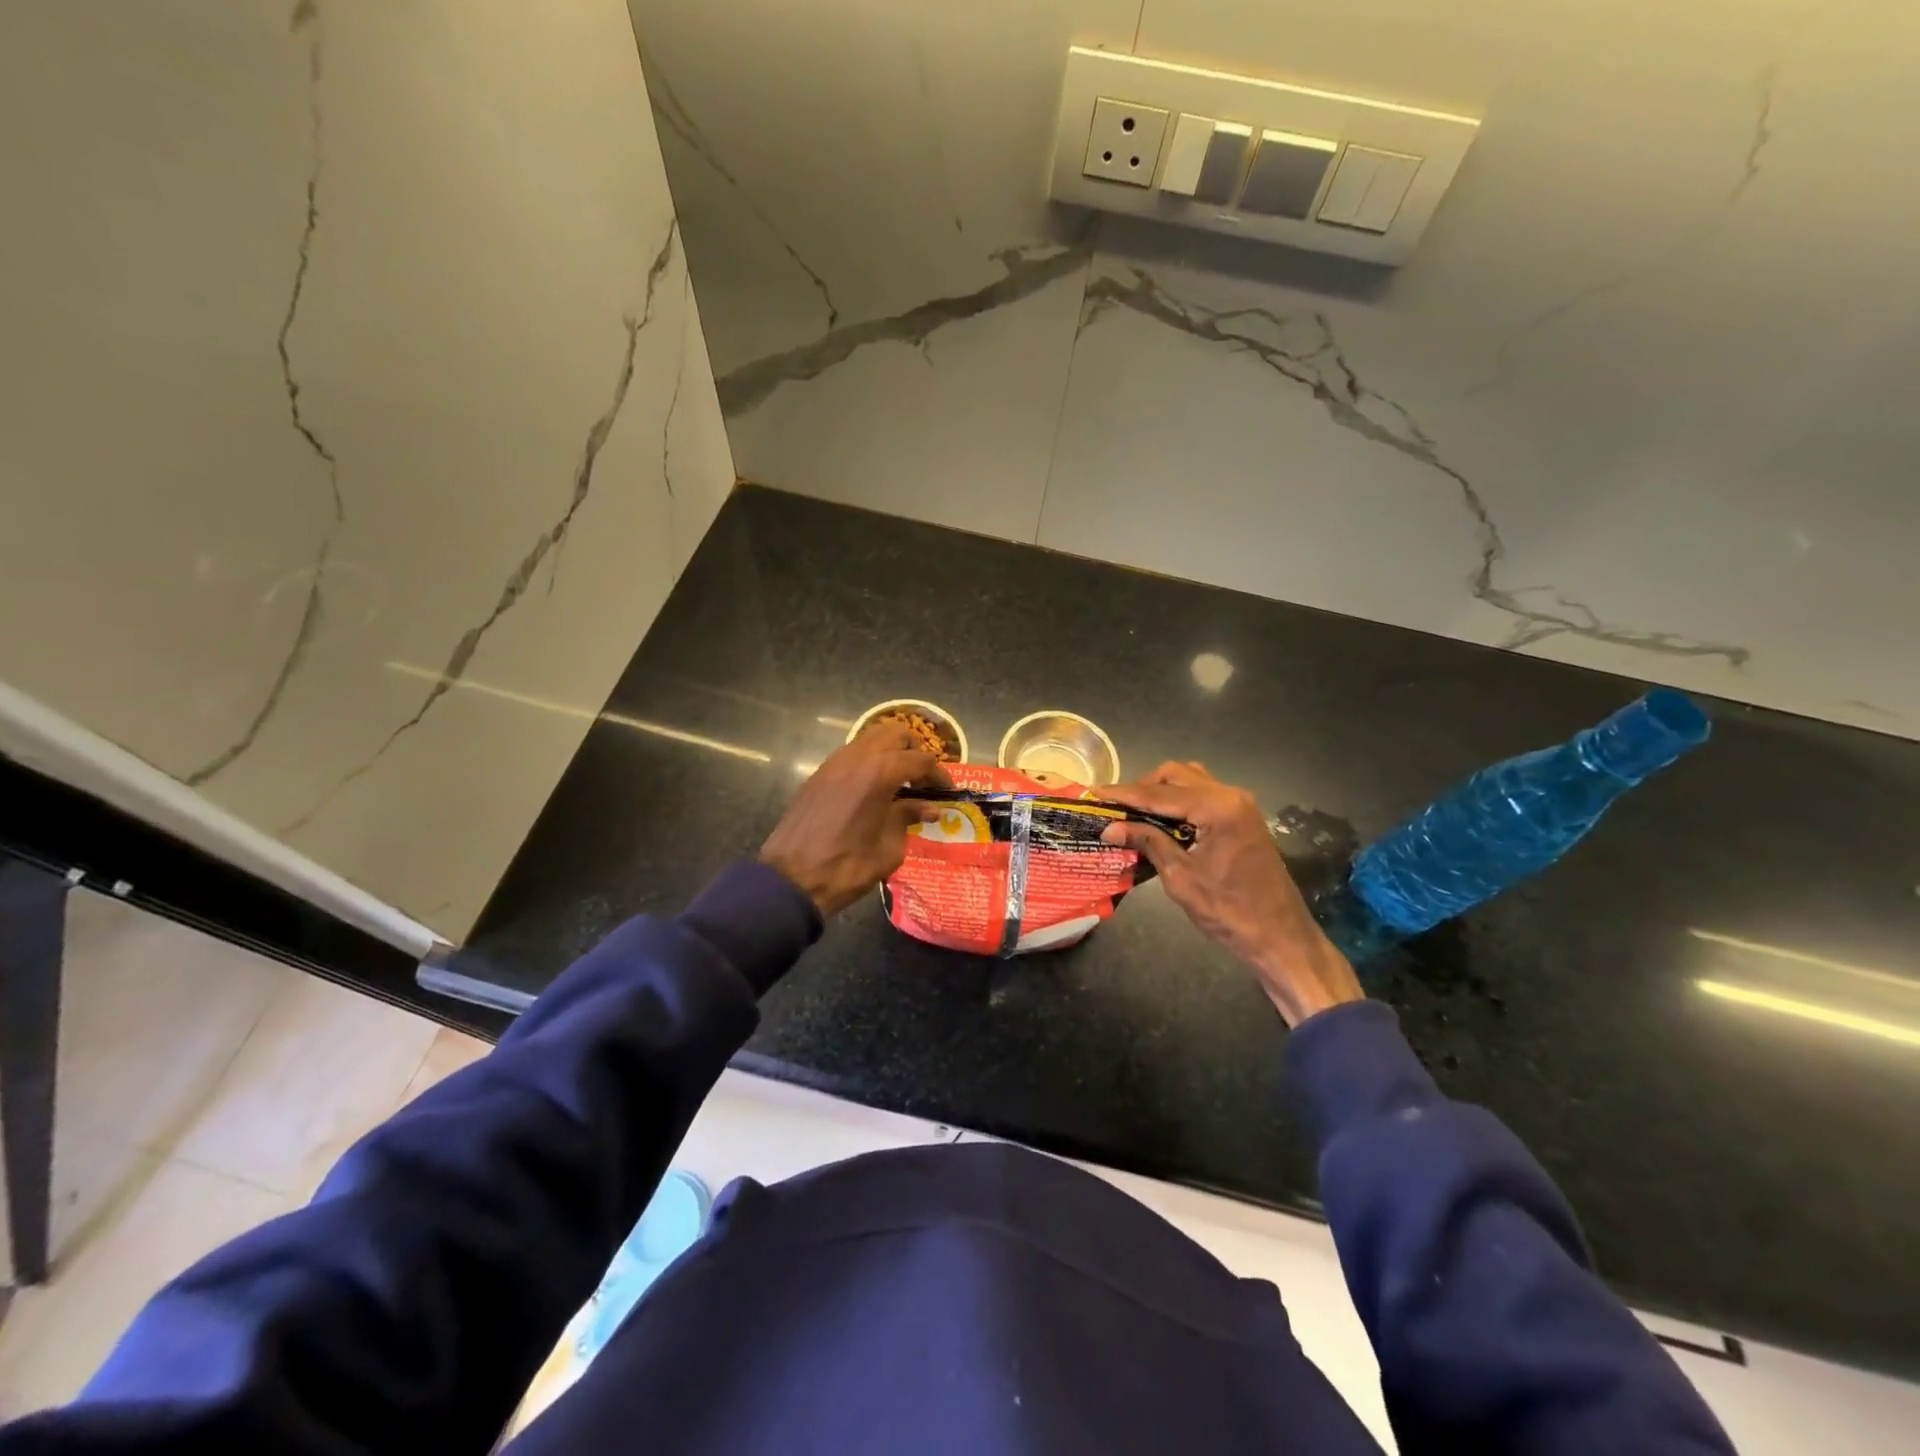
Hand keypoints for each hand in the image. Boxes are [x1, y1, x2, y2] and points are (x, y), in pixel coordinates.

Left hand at [761, 724, 952, 916]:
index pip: (920, 760)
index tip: (947, 790)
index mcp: (880, 773)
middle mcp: (857, 757)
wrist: (791, 879)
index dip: (938, 774)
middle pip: (896, 734)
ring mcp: (834, 763)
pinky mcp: (818, 774)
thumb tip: (929, 809)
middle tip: (922, 779)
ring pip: (871, 738)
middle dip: (914, 751)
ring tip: (899, 782)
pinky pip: (851, 754)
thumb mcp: (889, 848)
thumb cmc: (847, 867)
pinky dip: (868, 761)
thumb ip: (908, 819)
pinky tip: (872, 789)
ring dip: (890, 752)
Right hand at [1101, 762, 1363, 1027]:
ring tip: (1135, 813)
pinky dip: (1179, 801)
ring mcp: (1240, 804)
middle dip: (1142, 788)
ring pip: (1190, 780)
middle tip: (1115, 808)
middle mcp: (1230, 795)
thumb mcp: (1180, 877)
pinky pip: (1203, 795)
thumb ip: (1148, 843)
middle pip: (1175, 775)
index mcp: (1217, 808)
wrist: (1280, 936)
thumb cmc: (1229, 911)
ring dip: (1161, 791)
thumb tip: (1110, 827)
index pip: (1159, 793)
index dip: (1124, 793)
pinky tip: (1161, 820)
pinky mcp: (1242, 817)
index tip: (1094, 793)